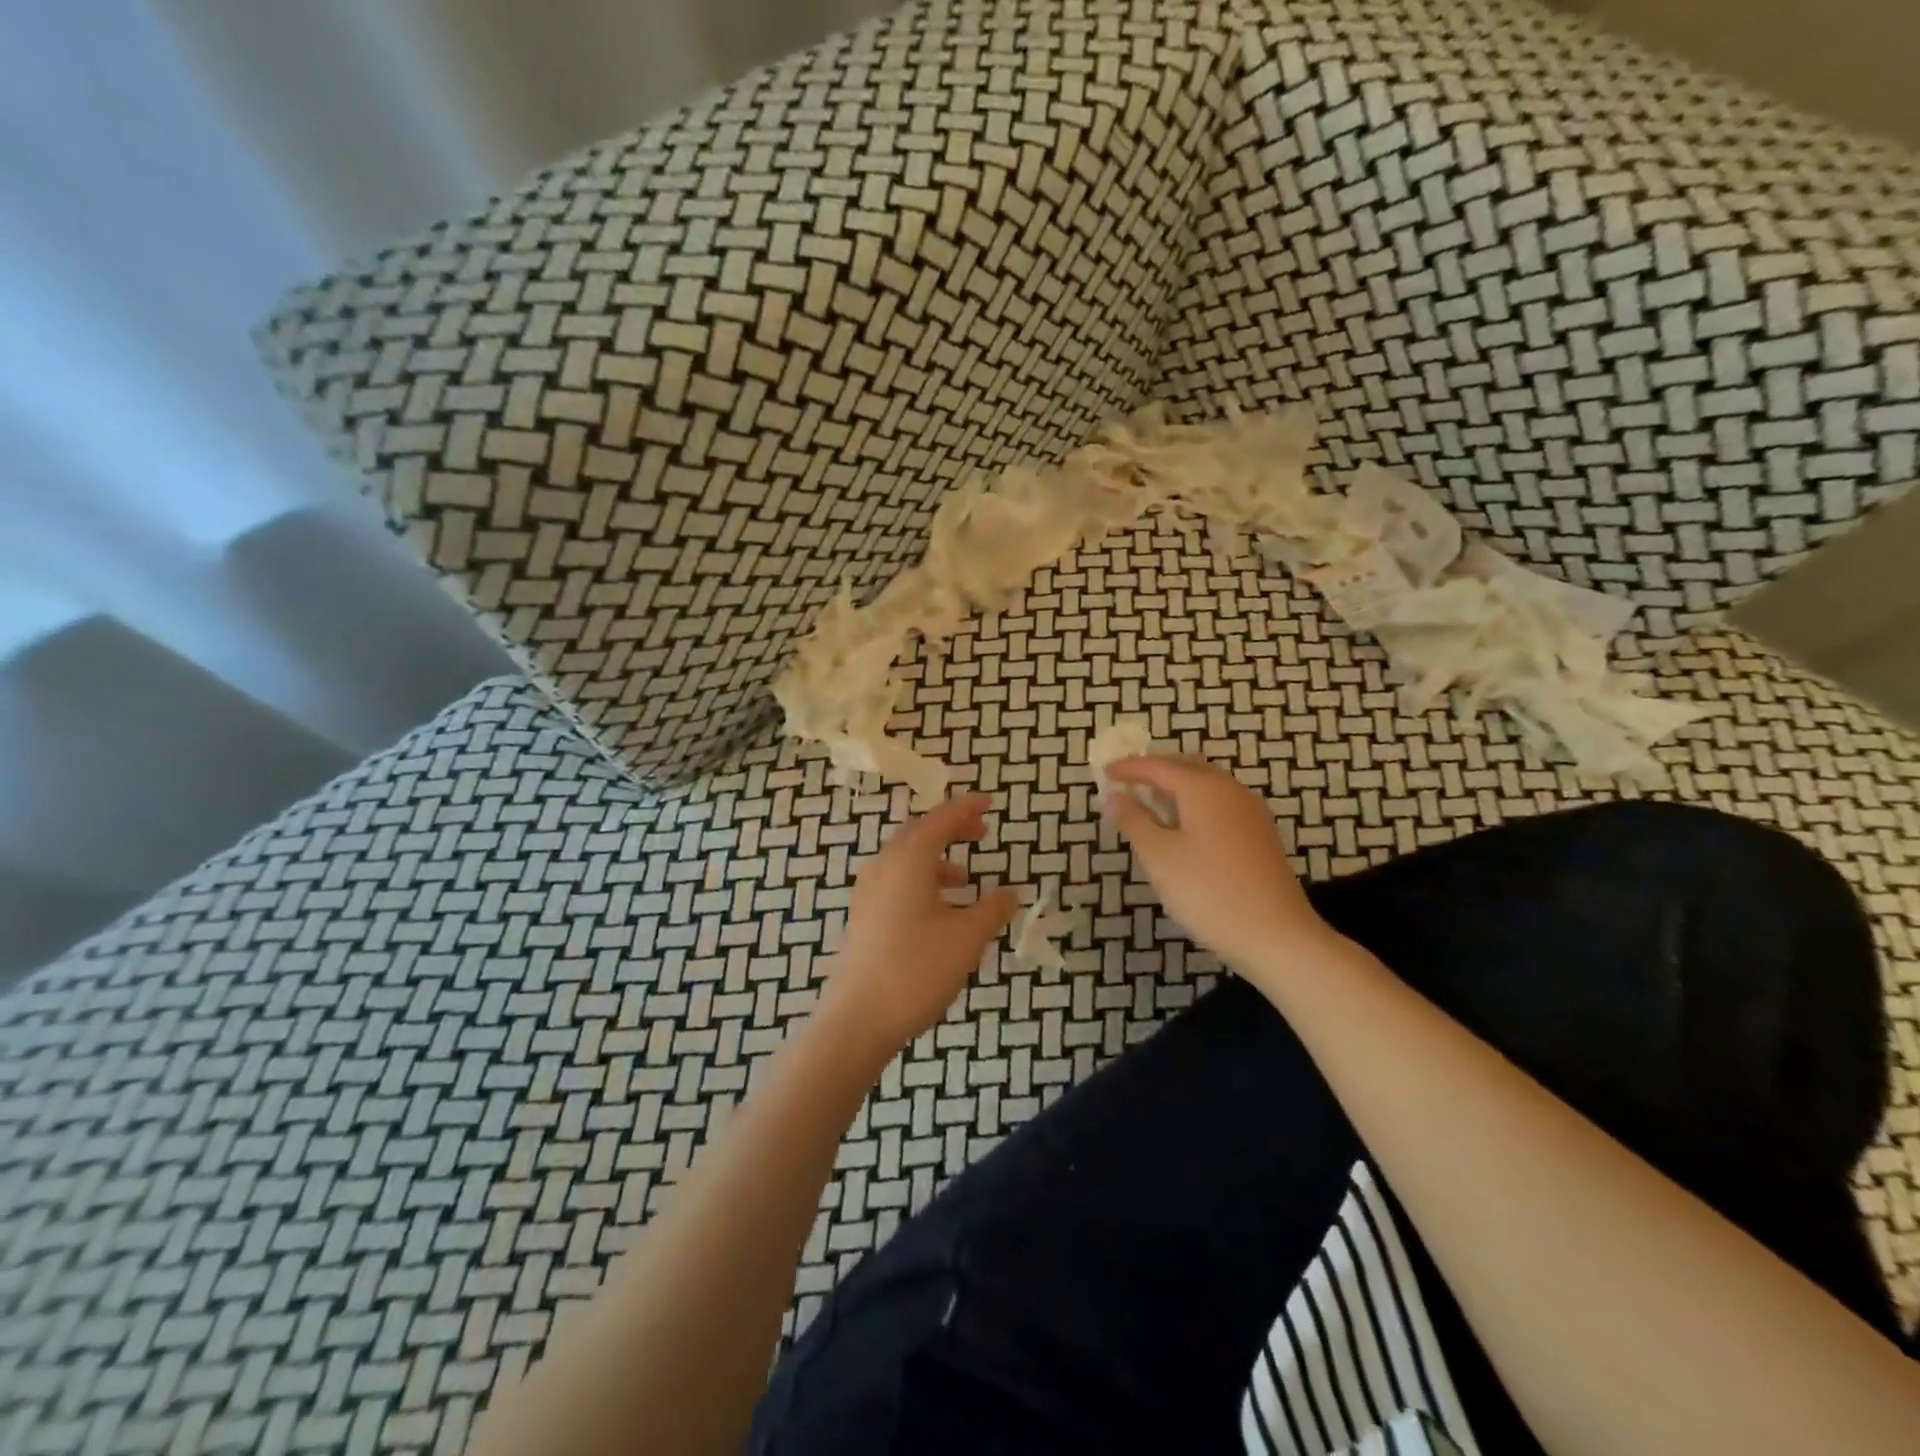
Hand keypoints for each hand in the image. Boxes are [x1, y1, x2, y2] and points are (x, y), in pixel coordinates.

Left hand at [820, 794, 1019, 1055]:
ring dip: (936, 859)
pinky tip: (940, 910)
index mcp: (908, 861)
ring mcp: (867, 892)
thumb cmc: (916, 970)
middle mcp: (883, 867)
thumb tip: (1011, 892)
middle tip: (981, 832)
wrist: (857, 1019)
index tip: (989, 802)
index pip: (940, 820)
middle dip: (950, 829)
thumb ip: (992, 909)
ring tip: (966, 879)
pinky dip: (921, 880)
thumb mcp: (966, 938)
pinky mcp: (862, 916)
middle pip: (918, 833)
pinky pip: (895, 881)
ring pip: (905, 859)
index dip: (966, 808)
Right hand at [1103, 756, 1334, 973]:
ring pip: (1208, 785)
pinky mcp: (1261, 835)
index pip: (1158, 767)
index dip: (1129, 768)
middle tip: (1128, 782)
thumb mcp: (1159, 857)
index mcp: (1204, 788)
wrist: (1276, 936)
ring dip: (1178, 787)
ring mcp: (1251, 812)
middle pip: (1188, 767)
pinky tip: (1185, 828)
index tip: (1104, 772)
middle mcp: (1231, 790)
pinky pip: (1221, 804)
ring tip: (1151, 804)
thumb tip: (1114, 797)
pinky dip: (1196, 804)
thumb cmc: (1209, 892)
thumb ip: (1134, 821)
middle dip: (1156, 770)